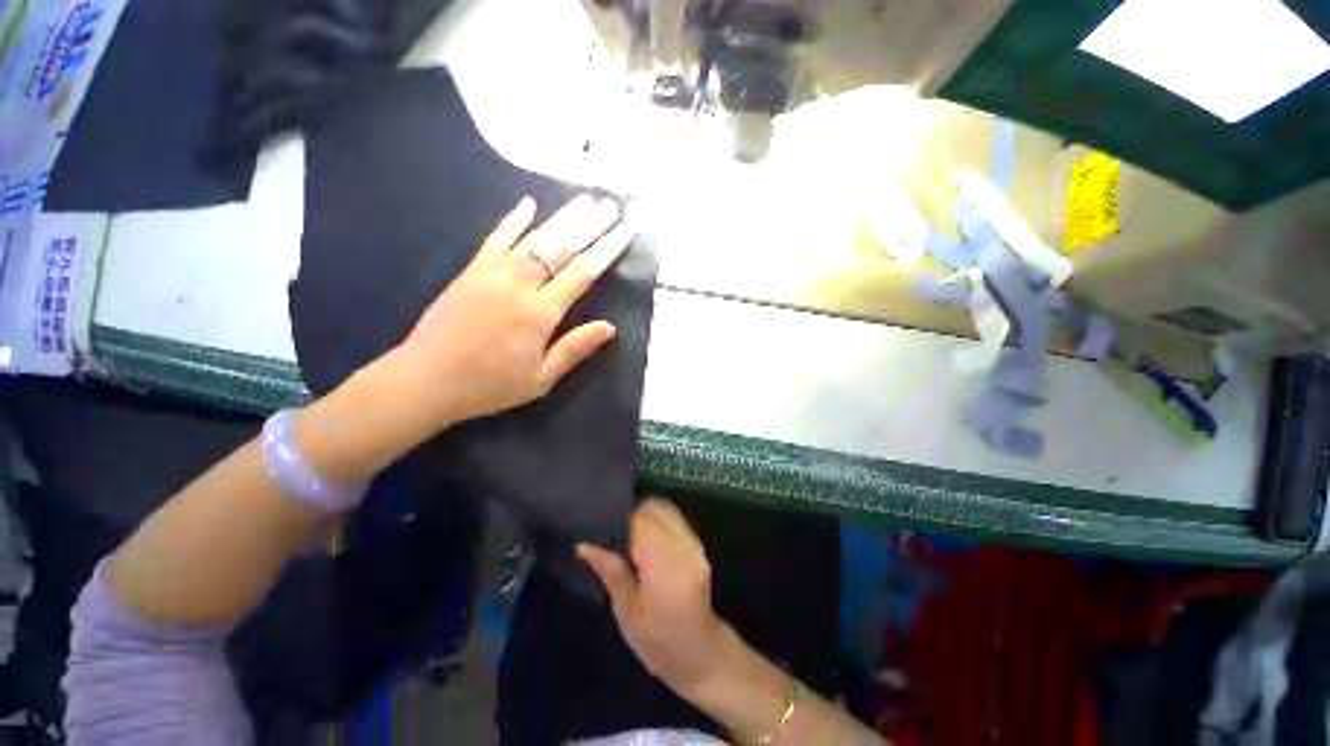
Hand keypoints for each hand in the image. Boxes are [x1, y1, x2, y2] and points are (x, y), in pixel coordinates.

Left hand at [385, 193, 633, 435]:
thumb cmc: (490, 385)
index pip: (582, 274)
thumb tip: (609, 327)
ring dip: (561, 218)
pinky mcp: (471, 271)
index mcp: (540, 313)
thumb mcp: (540, 379)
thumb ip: (574, 349)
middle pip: (560, 248)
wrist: (426, 380)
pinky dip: (512, 221)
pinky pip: (495, 239)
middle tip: (610, 206)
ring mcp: (492, 274)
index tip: (625, 231)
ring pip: (533, 239)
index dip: (606, 250)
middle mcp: (519, 285)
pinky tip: (527, 204)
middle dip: (589, 226)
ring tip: (584, 200)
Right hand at [579, 499, 733, 695]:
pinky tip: (646, 538)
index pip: (642, 521)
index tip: (604, 526)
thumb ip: (610, 572)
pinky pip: (675, 518)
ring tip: (629, 534)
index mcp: (665, 567)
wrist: (701, 653)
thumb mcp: (626, 613)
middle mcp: (683, 548)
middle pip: (656, 508)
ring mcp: (695, 544)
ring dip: (647, 514)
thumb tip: (583, 545)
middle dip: (634, 512)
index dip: (622, 518)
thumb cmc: (658, 643)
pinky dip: (659, 520)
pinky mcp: (699, 544)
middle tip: (614, 531)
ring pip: (667, 509)